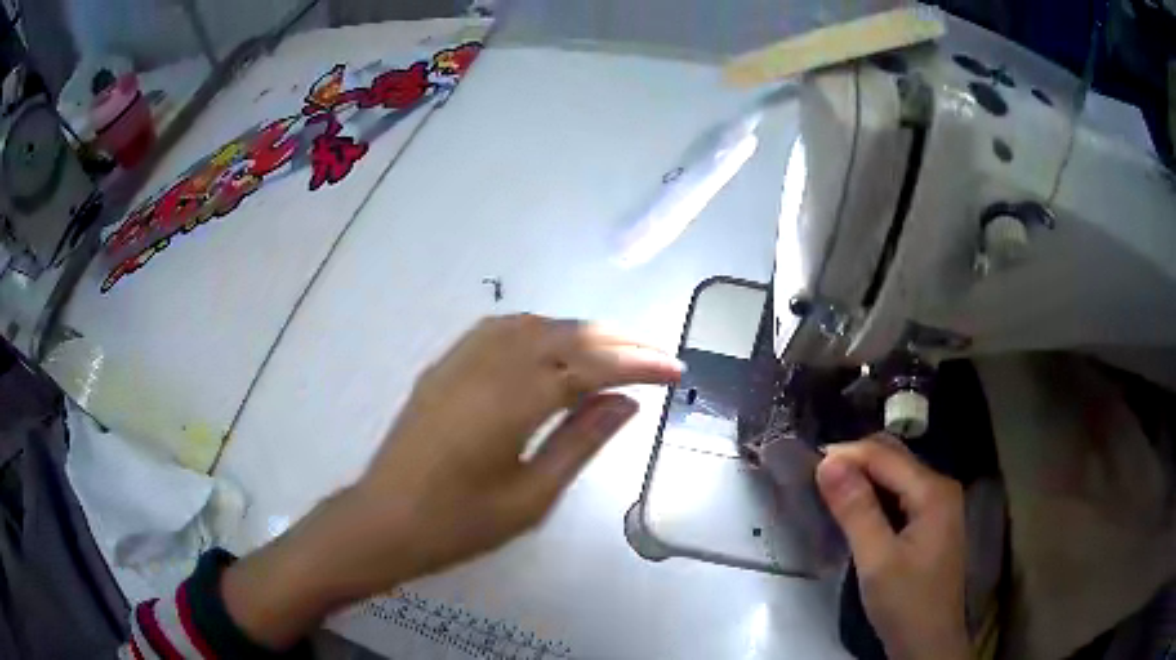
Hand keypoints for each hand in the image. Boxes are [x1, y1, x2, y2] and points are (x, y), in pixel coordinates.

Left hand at [222, 315, 683, 647]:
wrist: (384, 521)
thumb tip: (625, 403)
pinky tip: (552, 346)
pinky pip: (499, 330)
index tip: (676, 370)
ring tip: (614, 352)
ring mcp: (460, 360)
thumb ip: (580, 442)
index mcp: (512, 402)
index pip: (591, 367)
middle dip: (619, 342)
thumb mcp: (531, 498)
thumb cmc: (458, 524)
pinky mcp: (444, 366)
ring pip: (534, 325)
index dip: (639, 365)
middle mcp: (487, 366)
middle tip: (656, 358)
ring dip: (580, 332)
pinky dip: (538, 329)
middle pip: (566, 336)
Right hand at [816, 437, 968, 659]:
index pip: (884, 455)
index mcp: (933, 491)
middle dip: (854, 461)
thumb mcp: (877, 560)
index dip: (846, 454)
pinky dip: (874, 496)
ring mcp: (938, 505)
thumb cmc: (906, 604)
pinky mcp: (930, 523)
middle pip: (893, 458)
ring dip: (863, 478)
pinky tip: (854, 510)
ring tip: (828, 492)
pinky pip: (899, 495)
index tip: (806, 466)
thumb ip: (856, 510)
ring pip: (896, 476)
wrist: (929, 643)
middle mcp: (939, 488)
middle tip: (814, 479)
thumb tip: (827, 462)